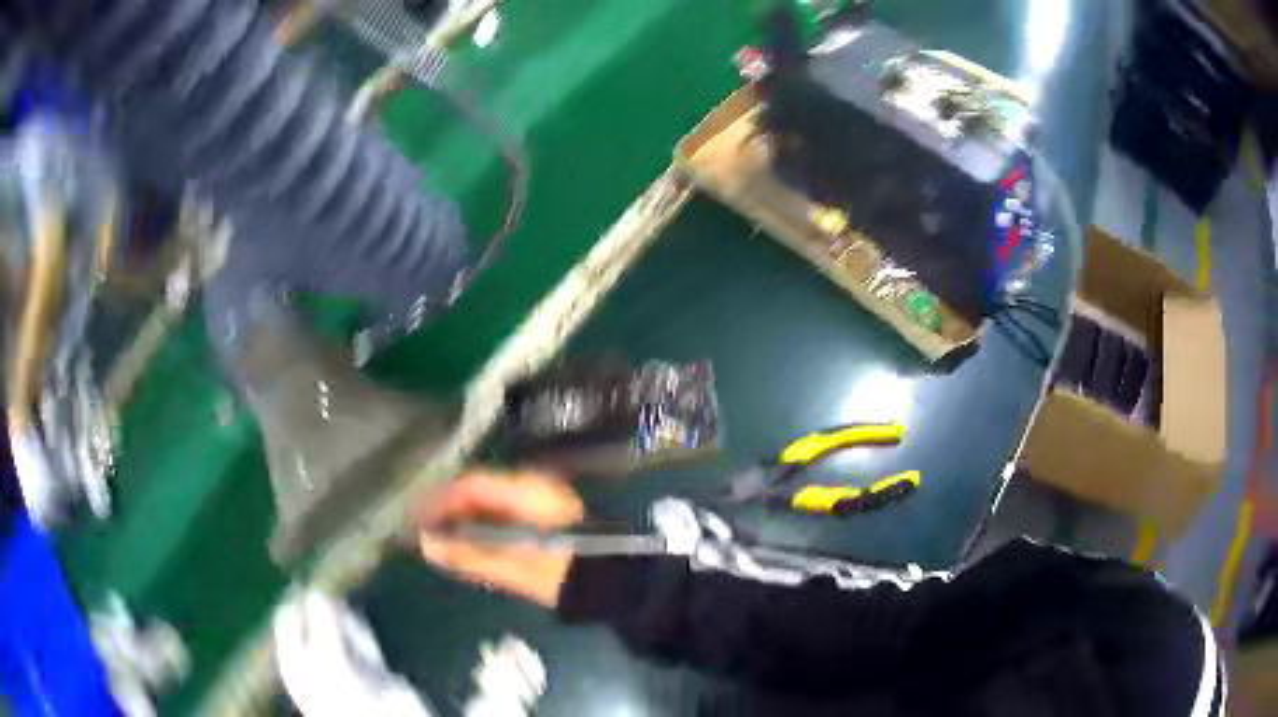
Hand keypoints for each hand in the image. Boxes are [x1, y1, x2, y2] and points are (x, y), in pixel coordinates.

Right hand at [414, 469, 583, 607]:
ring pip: (489, 500)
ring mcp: (539, 499)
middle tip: (421, 527)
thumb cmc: (563, 574)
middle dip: (448, 507)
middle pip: (477, 489)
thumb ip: (469, 556)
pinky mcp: (544, 515)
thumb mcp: (514, 568)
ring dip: (463, 515)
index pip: (470, 485)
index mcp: (524, 491)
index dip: (439, 499)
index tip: (415, 516)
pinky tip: (468, 540)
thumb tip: (427, 546)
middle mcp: (531, 486)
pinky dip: (482, 523)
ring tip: (438, 536)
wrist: (612, 583)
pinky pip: (503, 511)